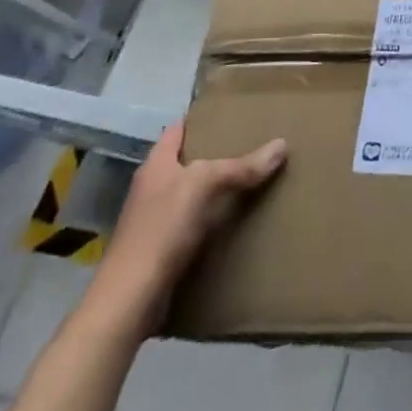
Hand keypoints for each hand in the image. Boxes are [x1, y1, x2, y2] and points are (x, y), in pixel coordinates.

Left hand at [87, 124, 286, 335]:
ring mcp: (154, 219)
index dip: (202, 118)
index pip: (179, 129)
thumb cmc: (161, 229)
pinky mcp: (161, 248)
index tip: (232, 111)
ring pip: (192, 192)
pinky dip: (212, 217)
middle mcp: (152, 187)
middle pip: (188, 160)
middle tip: (253, 142)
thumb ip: (241, 166)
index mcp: (156, 164)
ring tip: (251, 177)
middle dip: (217, 152)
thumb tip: (281, 145)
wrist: (130, 299)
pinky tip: (235, 219)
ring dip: (216, 187)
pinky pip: (193, 222)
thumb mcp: (204, 186)